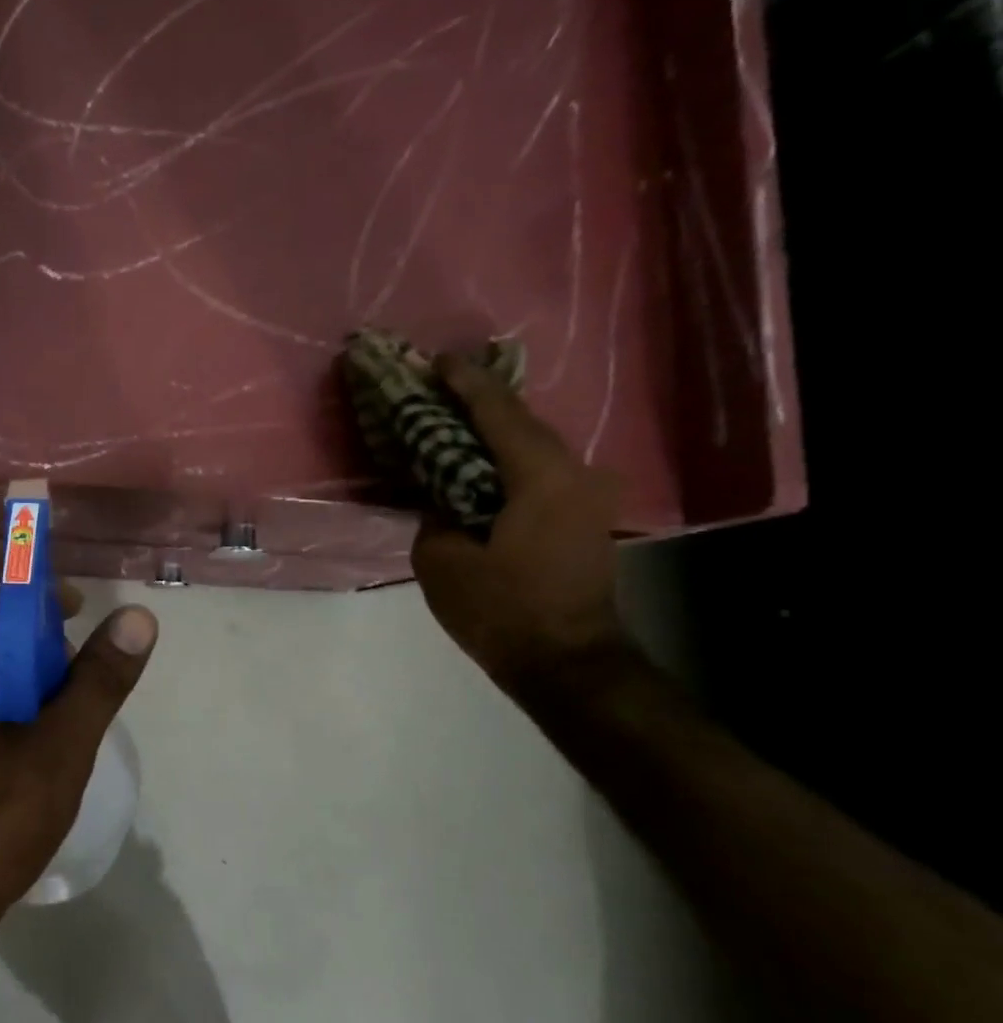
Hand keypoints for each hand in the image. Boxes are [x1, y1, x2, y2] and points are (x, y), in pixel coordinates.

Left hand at [0, 576, 157, 947]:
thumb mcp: (59, 748)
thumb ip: (98, 681)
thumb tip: (138, 618)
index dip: (32, 586)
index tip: (77, 610)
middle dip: (34, 635)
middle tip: (78, 670)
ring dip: (22, 672)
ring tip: (63, 713)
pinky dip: (1, 700)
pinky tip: (32, 743)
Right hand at [412, 356, 628, 690]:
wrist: (566, 662)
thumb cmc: (501, 609)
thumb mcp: (441, 559)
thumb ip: (436, 514)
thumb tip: (444, 499)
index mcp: (540, 476)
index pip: (498, 413)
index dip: (464, 383)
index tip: (436, 361)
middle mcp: (574, 474)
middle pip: (521, 423)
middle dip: (478, 403)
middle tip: (437, 388)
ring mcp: (586, 496)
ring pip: (533, 448)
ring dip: (493, 433)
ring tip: (452, 422)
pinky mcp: (584, 519)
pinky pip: (539, 474)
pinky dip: (506, 462)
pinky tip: (478, 465)